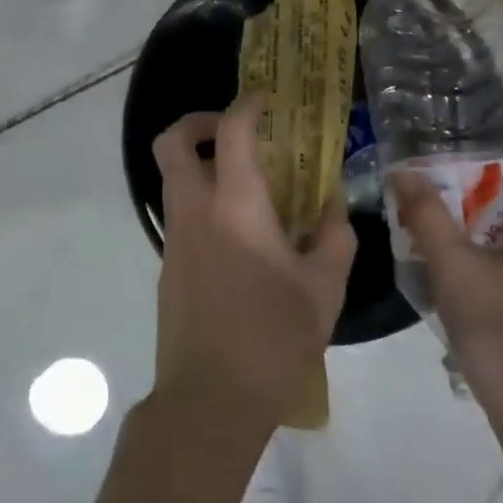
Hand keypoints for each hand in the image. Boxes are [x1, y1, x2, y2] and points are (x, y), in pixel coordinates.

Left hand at [150, 99, 356, 438]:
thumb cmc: (273, 337)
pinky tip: (242, 234)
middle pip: (172, 143)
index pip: (232, 130)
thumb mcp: (324, 286)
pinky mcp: (168, 266)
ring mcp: (175, 238)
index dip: (248, 105)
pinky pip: (181, 213)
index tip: (268, 102)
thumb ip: (333, 234)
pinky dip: (204, 201)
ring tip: (249, 184)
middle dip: (199, 123)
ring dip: (202, 164)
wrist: (210, 400)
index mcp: (235, 205)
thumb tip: (332, 203)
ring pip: (173, 178)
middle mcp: (195, 210)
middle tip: (237, 132)